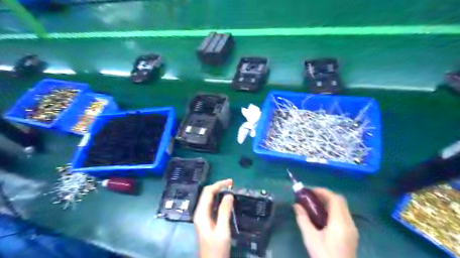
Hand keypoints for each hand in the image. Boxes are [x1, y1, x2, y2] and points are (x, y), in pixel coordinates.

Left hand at [193, 178, 234, 257]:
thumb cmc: (217, 249)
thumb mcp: (222, 230)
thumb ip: (224, 211)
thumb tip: (229, 194)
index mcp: (201, 214)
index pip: (207, 192)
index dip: (218, 185)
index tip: (231, 182)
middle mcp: (199, 212)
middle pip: (207, 194)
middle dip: (218, 187)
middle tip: (232, 184)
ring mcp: (203, 217)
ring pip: (209, 199)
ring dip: (219, 192)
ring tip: (231, 189)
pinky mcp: (207, 221)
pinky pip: (212, 205)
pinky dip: (219, 200)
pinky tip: (227, 200)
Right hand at [294, 188, 358, 257]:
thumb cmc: (324, 256)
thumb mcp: (310, 238)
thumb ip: (303, 219)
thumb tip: (296, 205)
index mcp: (340, 223)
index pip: (334, 199)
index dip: (322, 191)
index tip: (310, 191)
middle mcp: (349, 223)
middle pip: (340, 201)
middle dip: (326, 195)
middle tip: (312, 197)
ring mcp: (353, 229)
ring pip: (343, 207)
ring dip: (330, 202)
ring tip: (315, 205)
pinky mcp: (352, 234)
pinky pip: (343, 215)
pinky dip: (333, 210)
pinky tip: (323, 216)